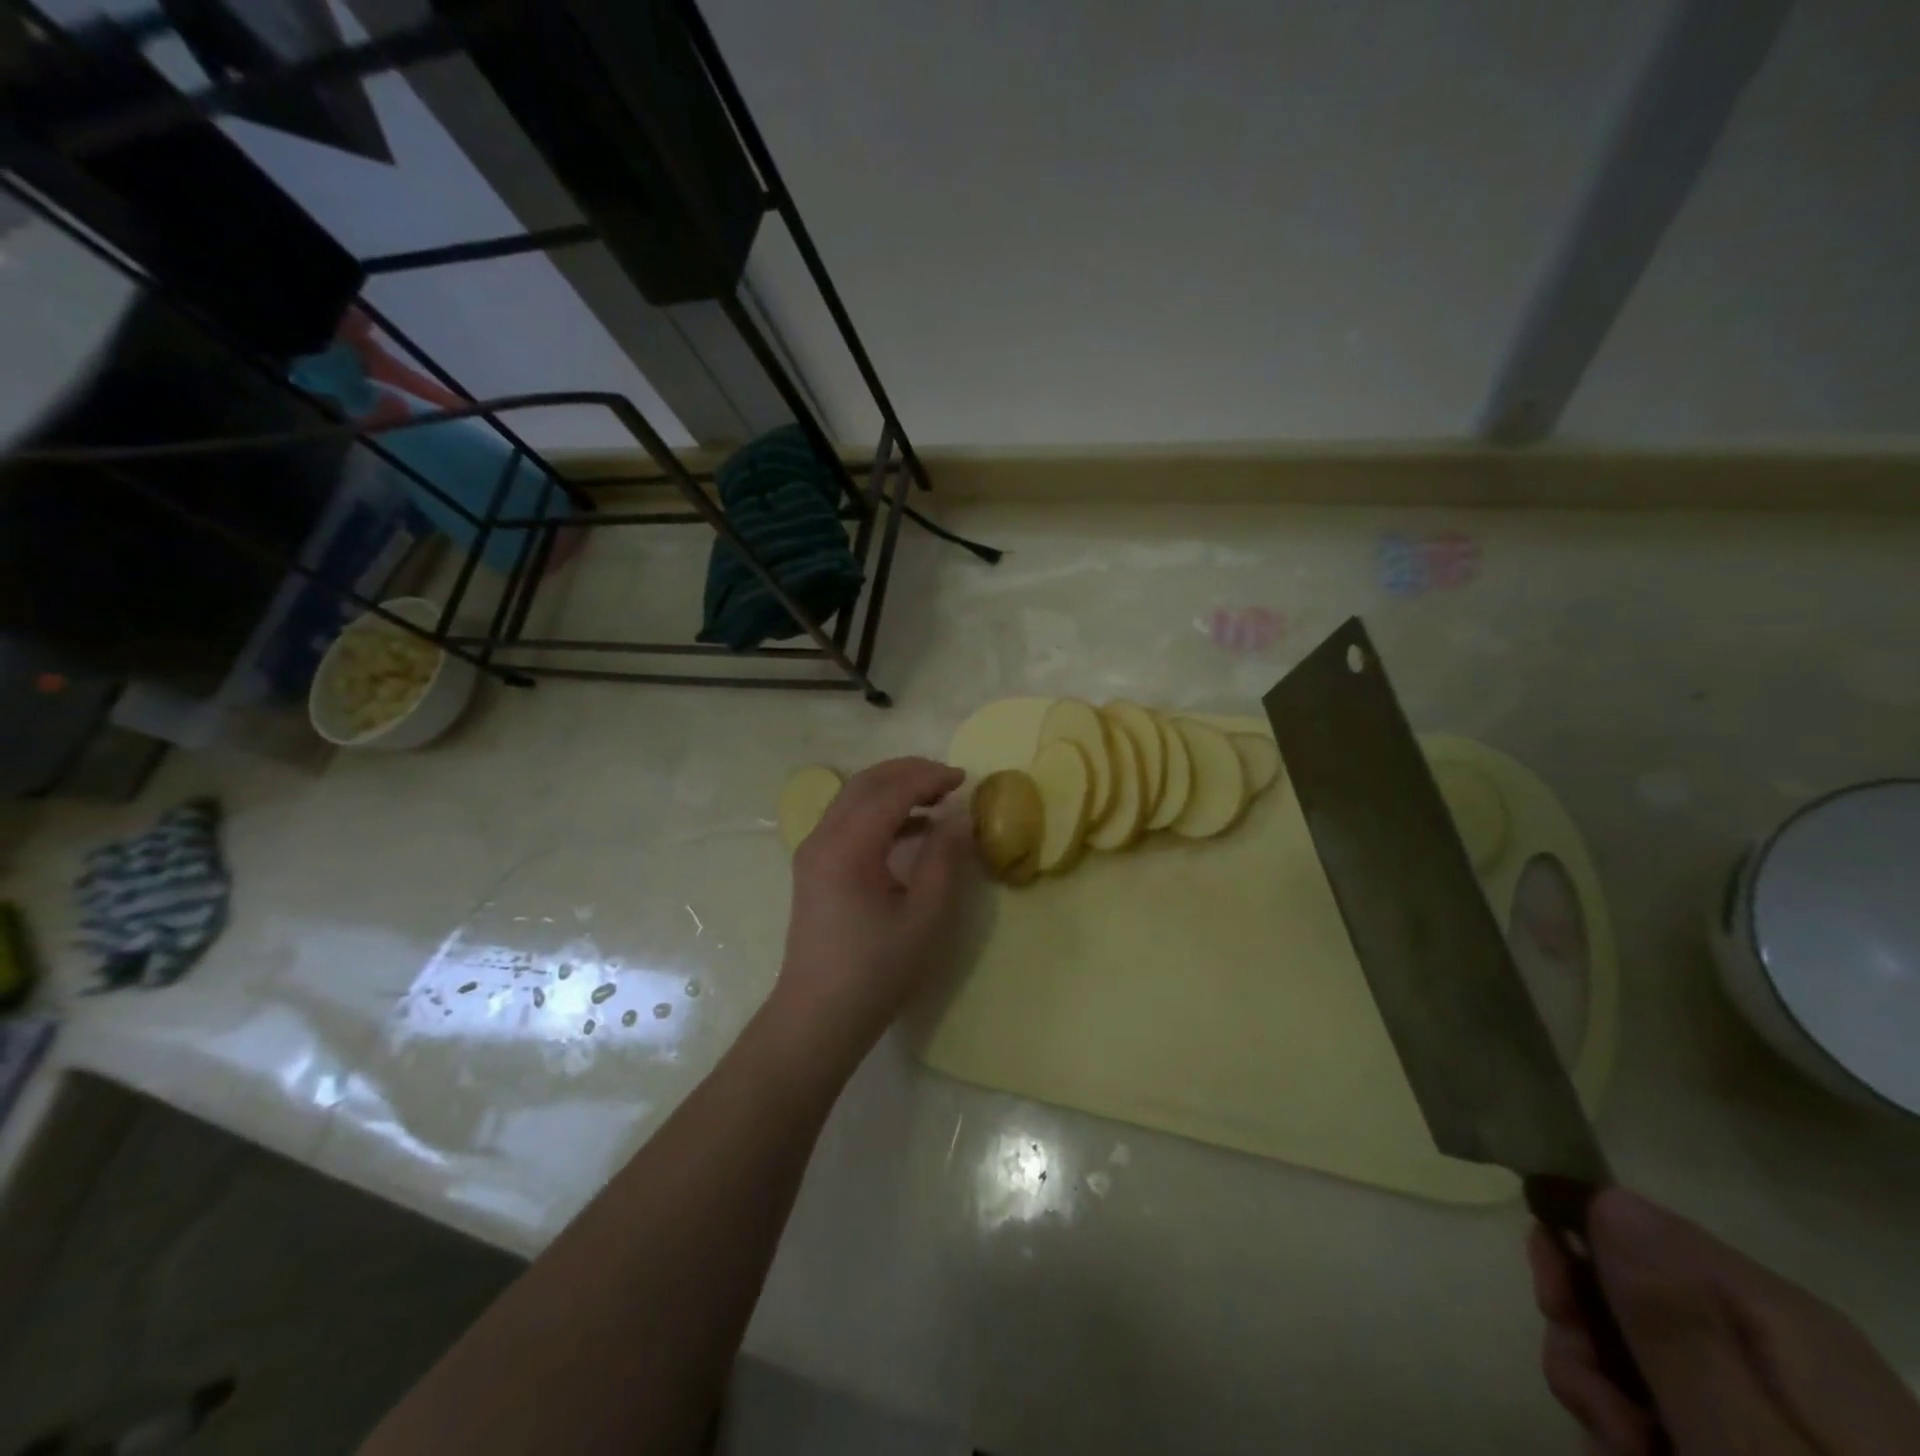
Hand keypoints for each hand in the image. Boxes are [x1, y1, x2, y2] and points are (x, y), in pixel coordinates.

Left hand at [770, 757, 976, 1062]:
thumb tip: (958, 816)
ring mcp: (813, 851)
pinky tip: (913, 828)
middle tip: (950, 779)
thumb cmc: (876, 971)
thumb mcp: (924, 917)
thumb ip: (943, 859)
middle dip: (909, 772)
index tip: (965, 779)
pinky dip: (880, 811)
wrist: (818, 1016)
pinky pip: (847, 819)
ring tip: (937, 798)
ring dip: (894, 788)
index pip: (890, 791)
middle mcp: (822, 838)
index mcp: (847, 848)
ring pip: (854, 797)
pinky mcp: (814, 866)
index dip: (929, 778)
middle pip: (866, 783)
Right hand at [1530, 1189, 1919, 1454]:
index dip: (1576, 1254)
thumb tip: (1608, 1197)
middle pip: (1634, 1291)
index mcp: (1785, 1319)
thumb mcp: (1748, 1448)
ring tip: (1624, 1453)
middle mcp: (1784, 1342)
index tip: (1553, 1313)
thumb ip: (1676, 1321)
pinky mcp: (1773, 1441)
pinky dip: (1641, 1431)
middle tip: (1597, 1414)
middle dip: (1589, 1343)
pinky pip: (1676, 1402)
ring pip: (1642, 1352)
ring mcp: (1785, 1400)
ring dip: (1607, 1397)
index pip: (1637, 1224)